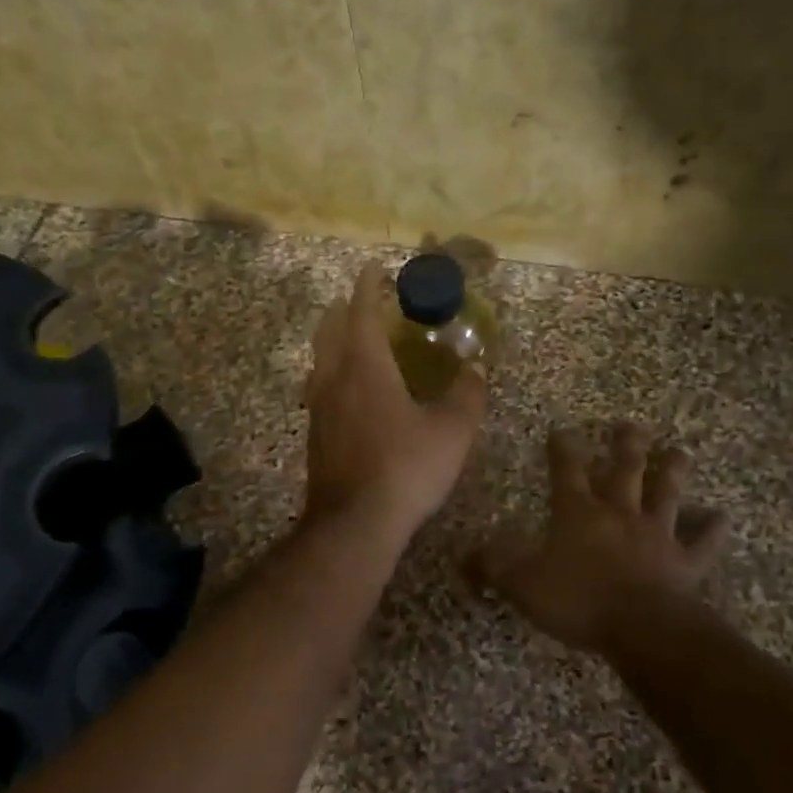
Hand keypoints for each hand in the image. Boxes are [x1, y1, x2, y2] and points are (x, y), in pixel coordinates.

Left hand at [303, 264, 485, 542]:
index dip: (367, 287)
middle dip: (344, 309)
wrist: (354, 524)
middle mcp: (334, 379)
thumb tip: (477, 368)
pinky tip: (351, 393)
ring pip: (320, 360)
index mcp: (364, 367)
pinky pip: (320, 388)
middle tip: (362, 302)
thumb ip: (468, 394)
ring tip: (355, 342)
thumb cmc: (406, 468)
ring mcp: (318, 408)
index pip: (360, 312)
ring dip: (334, 341)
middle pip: (329, 330)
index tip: (373, 269)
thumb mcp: (452, 431)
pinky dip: (333, 373)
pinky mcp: (315, 435)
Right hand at [473, 424, 723, 653]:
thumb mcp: (520, 584)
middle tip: (630, 424)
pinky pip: (702, 542)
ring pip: (667, 494)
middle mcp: (619, 513)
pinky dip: (713, 529)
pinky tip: (723, 517)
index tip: (562, 429)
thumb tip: (464, 554)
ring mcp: (656, 534)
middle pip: (624, 470)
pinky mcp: (685, 562)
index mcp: (578, 513)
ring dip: (672, 472)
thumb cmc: (577, 599)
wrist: (640, 627)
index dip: (563, 449)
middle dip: (625, 445)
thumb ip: (492, 565)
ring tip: (678, 451)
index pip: (566, 471)